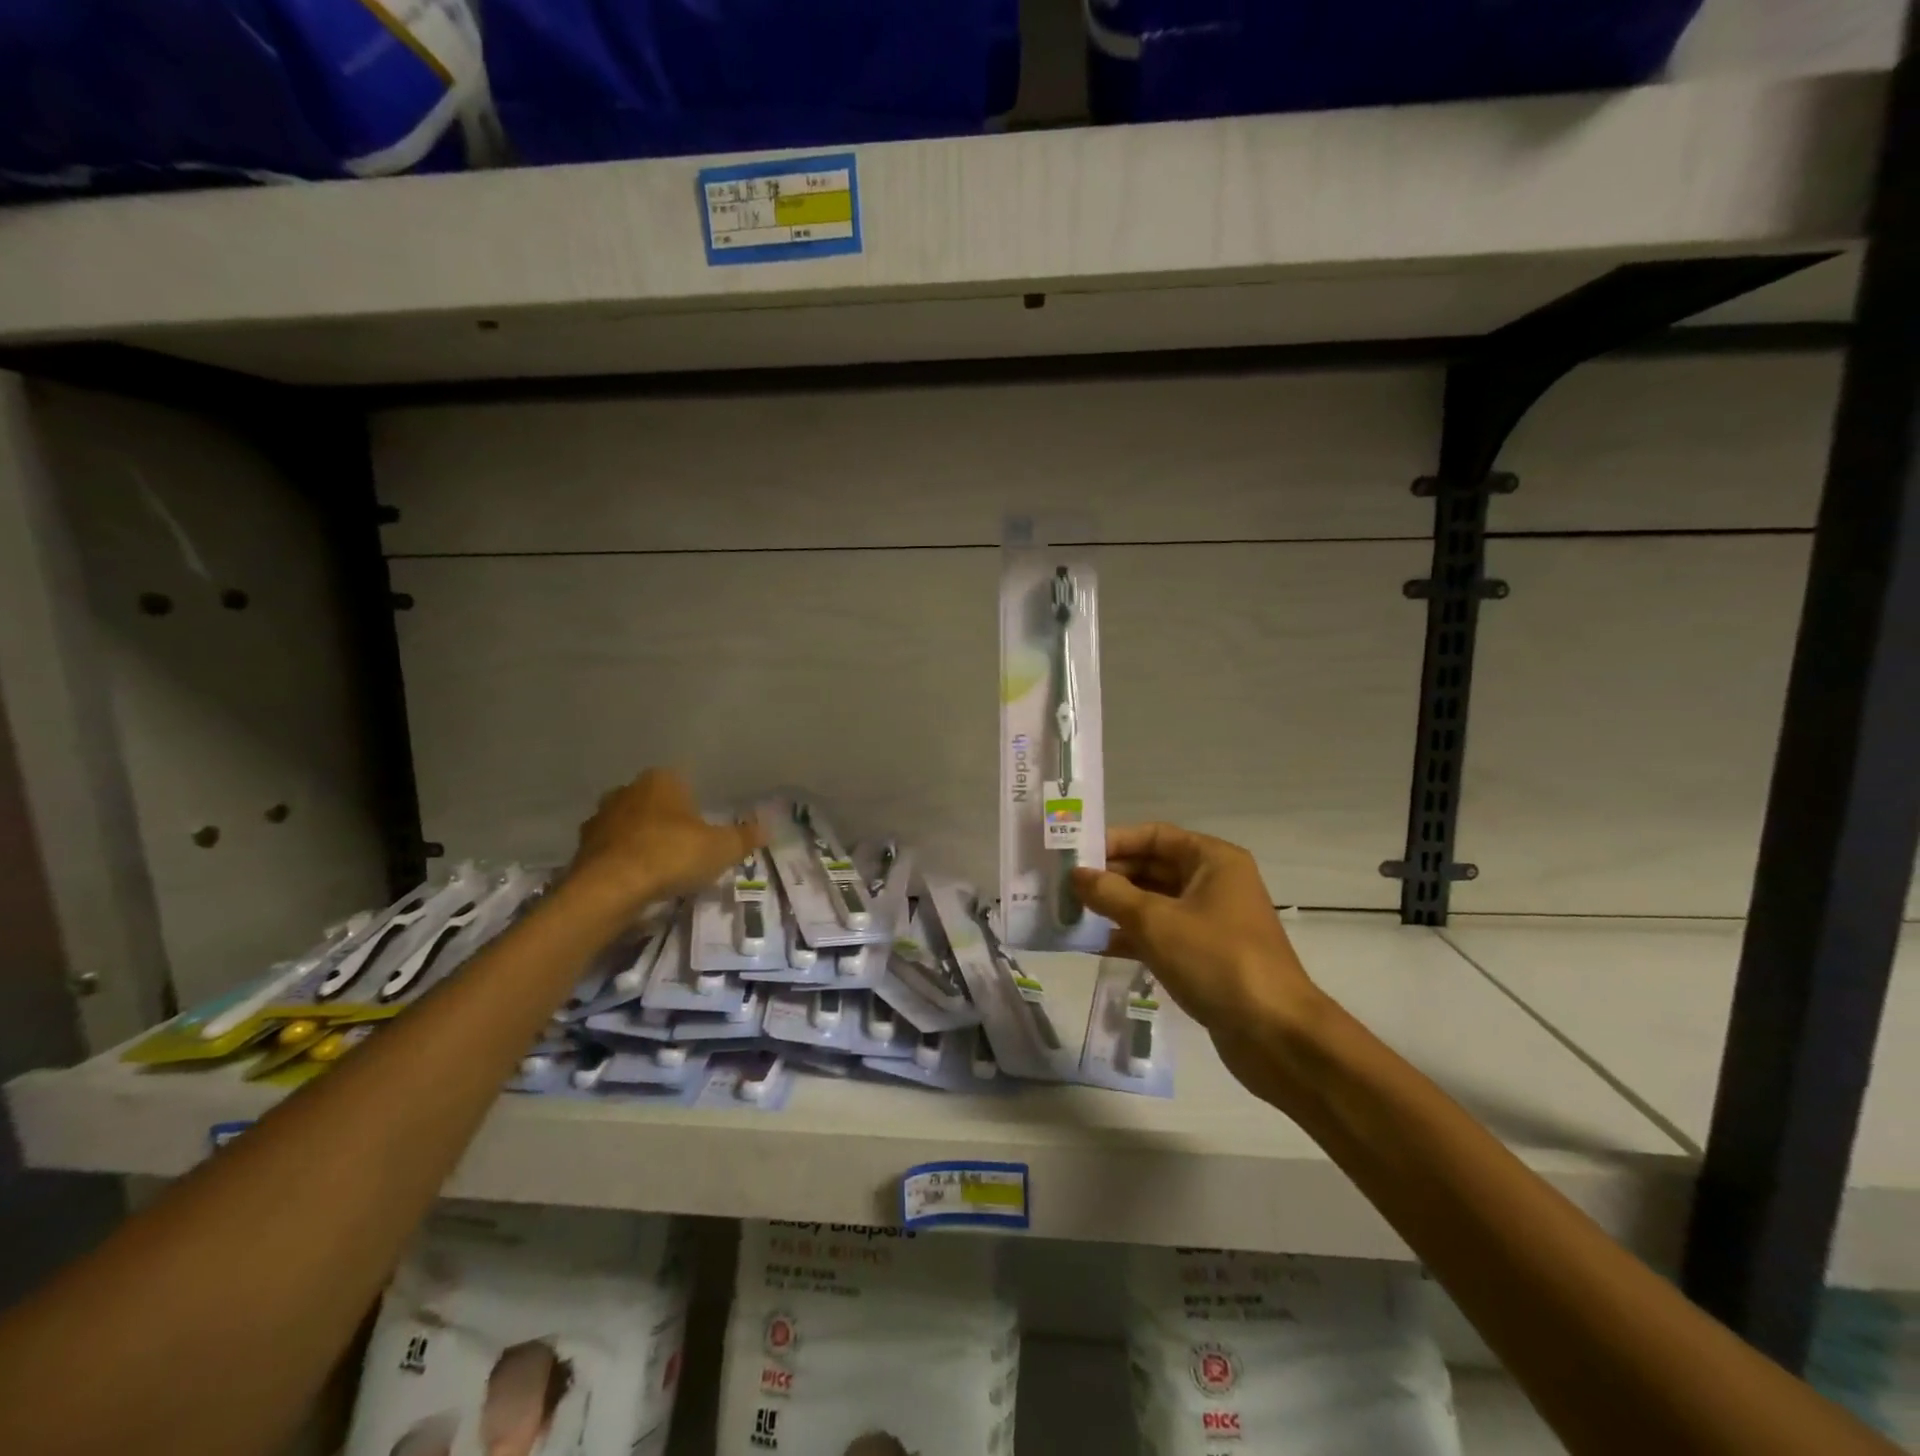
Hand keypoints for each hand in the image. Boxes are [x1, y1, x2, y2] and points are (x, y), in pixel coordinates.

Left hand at [566, 769, 762, 914]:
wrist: (610, 889)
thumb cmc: (672, 854)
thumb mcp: (722, 848)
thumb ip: (744, 837)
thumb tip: (766, 828)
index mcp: (661, 780)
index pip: (681, 782)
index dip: (694, 804)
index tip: (703, 828)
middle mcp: (626, 791)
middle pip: (652, 803)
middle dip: (665, 820)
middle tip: (684, 847)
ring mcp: (599, 819)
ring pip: (628, 826)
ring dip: (641, 841)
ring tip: (660, 869)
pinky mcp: (581, 850)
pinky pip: (610, 852)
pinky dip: (622, 863)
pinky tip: (636, 883)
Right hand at [1071, 824, 1320, 1041]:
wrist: (1276, 1034)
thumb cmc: (1216, 960)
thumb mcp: (1155, 921)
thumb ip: (1110, 894)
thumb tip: (1076, 875)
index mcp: (1213, 860)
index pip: (1154, 836)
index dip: (1114, 842)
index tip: (1074, 855)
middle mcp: (1214, 883)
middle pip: (1152, 868)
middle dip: (1110, 877)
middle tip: (1065, 888)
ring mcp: (1211, 922)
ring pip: (1154, 904)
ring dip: (1116, 908)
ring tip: (1071, 915)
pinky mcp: (1205, 957)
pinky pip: (1161, 935)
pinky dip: (1131, 937)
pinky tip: (1094, 946)